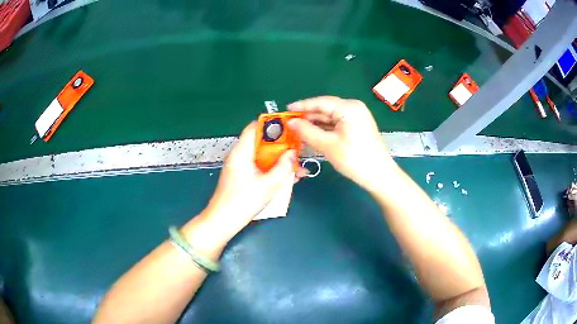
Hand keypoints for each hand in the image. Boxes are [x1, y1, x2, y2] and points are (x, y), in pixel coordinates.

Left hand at [201, 122, 304, 239]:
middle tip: (298, 152)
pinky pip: (260, 167)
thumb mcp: (268, 186)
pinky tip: (287, 178)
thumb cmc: (242, 202)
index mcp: (241, 152)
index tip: (290, 129)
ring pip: (263, 156)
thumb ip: (283, 168)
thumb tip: (293, 153)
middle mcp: (239, 155)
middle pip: (262, 142)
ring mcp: (240, 166)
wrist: (223, 221)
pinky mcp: (242, 175)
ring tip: (297, 169)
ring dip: (279, 161)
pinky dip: (272, 170)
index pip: (255, 127)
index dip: (273, 124)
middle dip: (281, 147)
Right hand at [288, 96, 395, 190]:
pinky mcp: (356, 128)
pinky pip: (336, 125)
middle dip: (307, 117)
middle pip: (325, 110)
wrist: (379, 176)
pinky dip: (324, 130)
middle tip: (289, 125)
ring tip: (296, 132)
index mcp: (349, 107)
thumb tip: (291, 123)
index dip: (302, 106)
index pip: (320, 102)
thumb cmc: (354, 158)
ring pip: (329, 118)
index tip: (286, 110)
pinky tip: (311, 136)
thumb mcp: (328, 145)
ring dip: (314, 125)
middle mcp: (353, 108)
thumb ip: (307, 131)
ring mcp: (356, 118)